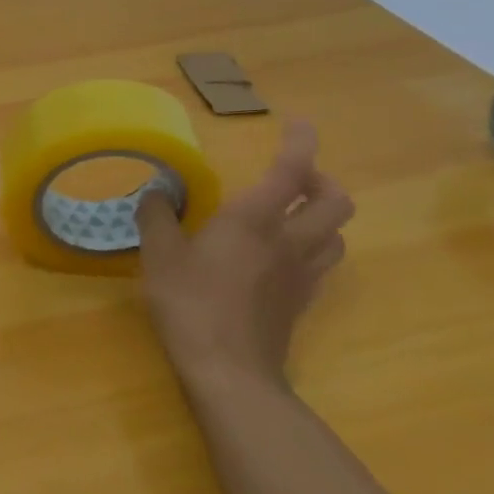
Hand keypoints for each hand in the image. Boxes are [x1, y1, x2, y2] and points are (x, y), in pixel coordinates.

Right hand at [136, 121, 352, 396]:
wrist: (229, 369)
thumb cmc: (191, 303)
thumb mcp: (160, 255)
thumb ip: (157, 218)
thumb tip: (156, 192)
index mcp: (253, 220)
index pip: (290, 171)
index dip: (300, 143)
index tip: (299, 124)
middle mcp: (288, 240)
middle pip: (335, 202)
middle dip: (322, 181)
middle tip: (294, 179)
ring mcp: (301, 274)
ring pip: (336, 235)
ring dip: (322, 217)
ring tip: (294, 216)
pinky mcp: (301, 302)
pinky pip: (321, 264)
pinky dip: (312, 249)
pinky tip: (284, 257)